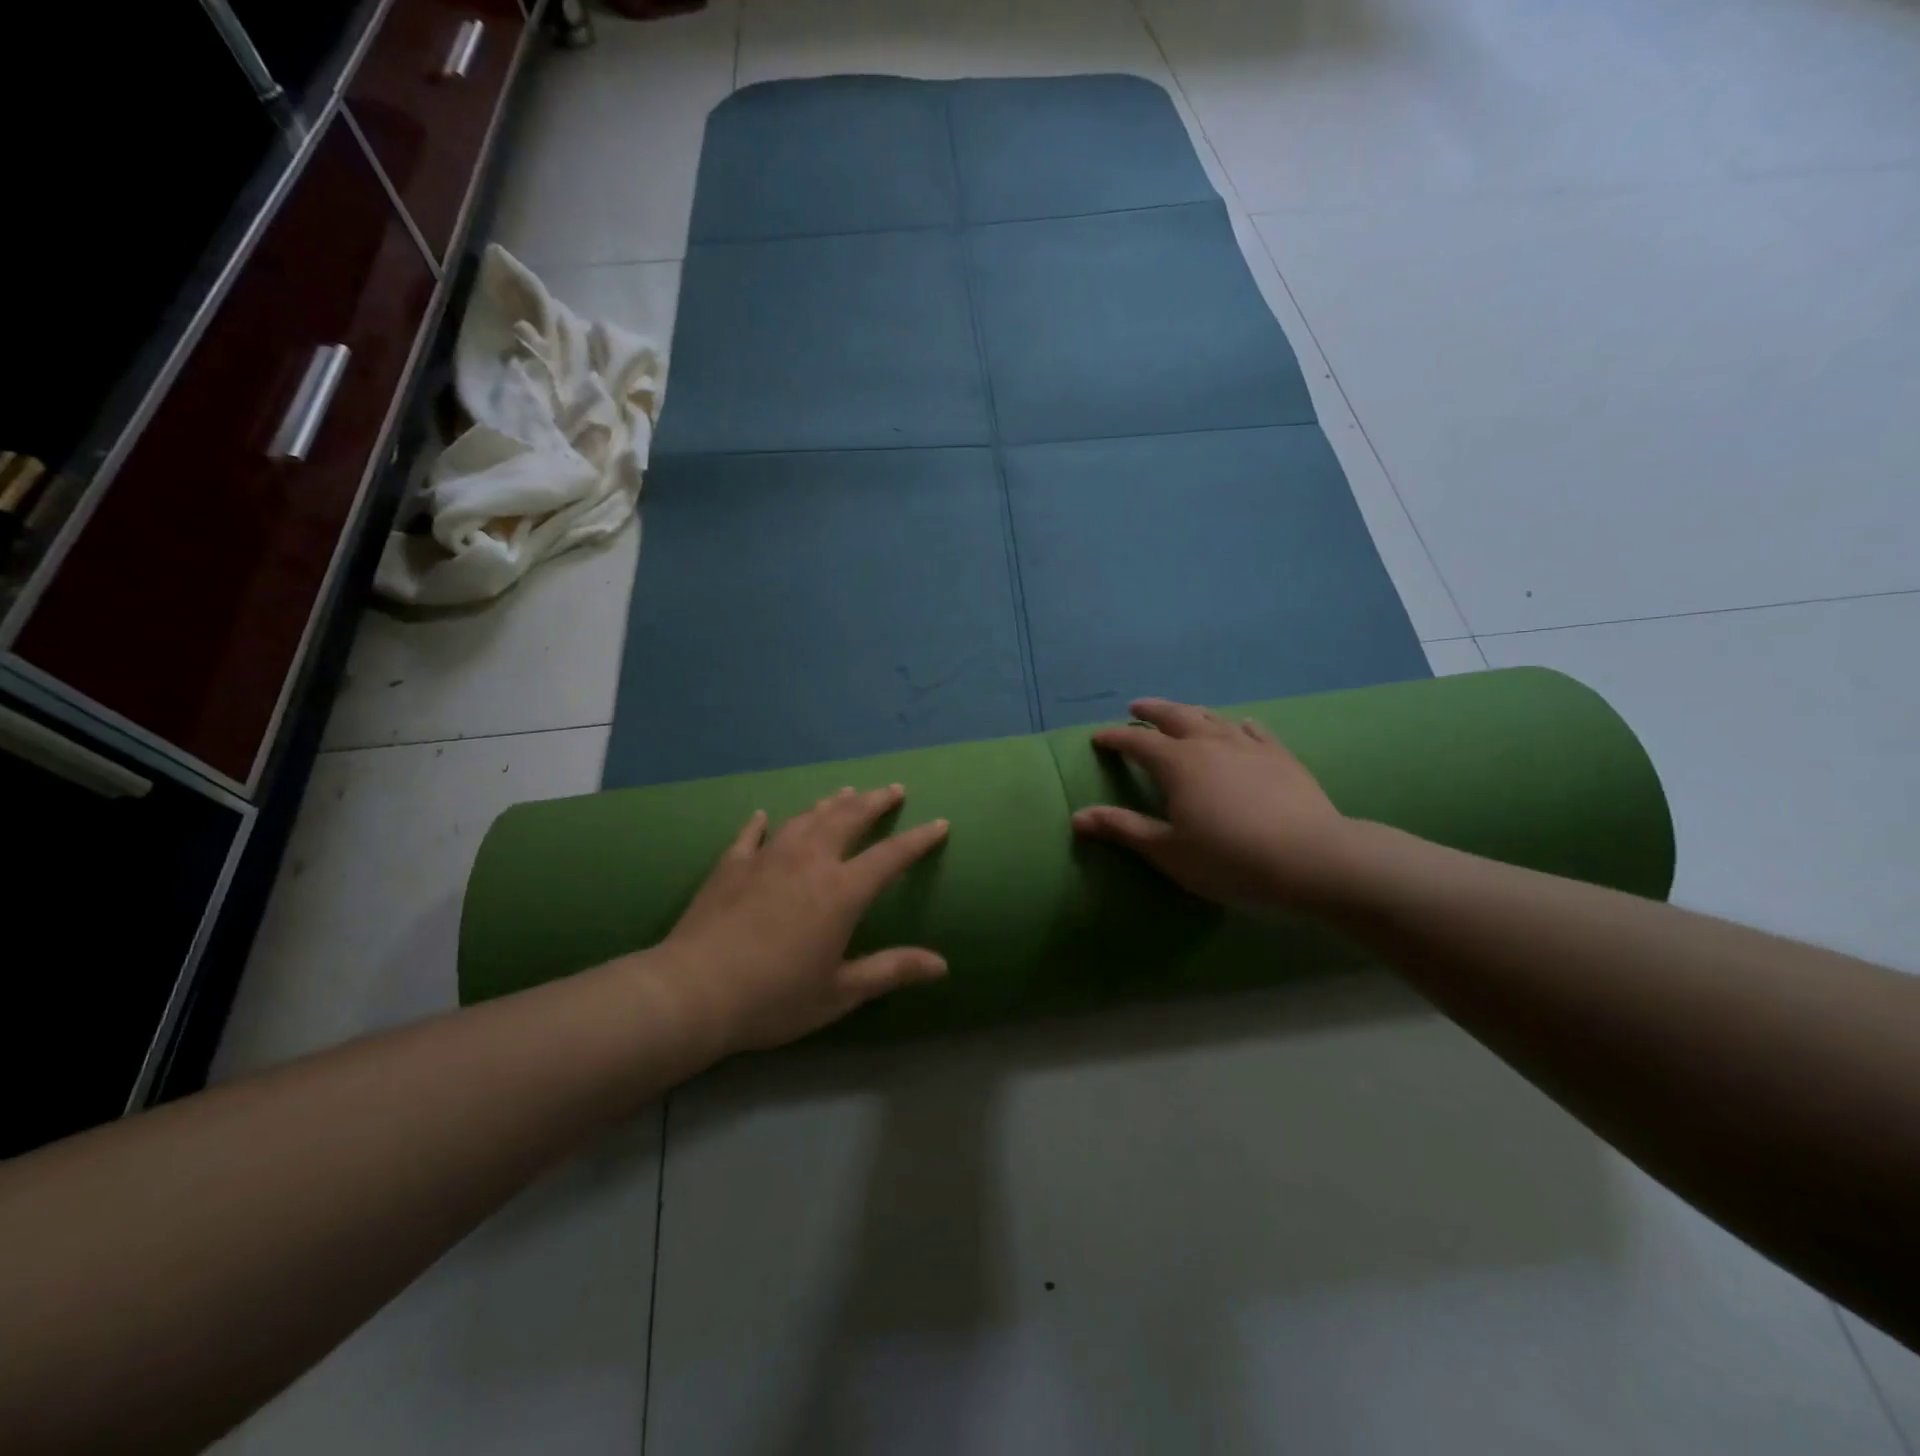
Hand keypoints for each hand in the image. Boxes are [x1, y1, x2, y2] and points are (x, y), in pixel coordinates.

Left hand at [652, 785, 949, 1054]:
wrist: (694, 991)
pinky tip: (764, 815)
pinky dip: (762, 822)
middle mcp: (810, 861)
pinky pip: (752, 834)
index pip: (891, 856)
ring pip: (806, 818)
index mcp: (842, 891)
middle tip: (893, 789)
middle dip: (875, 801)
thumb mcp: (840, 992)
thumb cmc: (775, 997)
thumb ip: (891, 971)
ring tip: (845, 792)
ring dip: (829, 803)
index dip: (919, 839)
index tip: (939, 823)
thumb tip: (942, 965)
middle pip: (848, 819)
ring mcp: (768, 857)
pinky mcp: (732, 865)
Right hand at [1071, 699, 1355, 910]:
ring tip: (1180, 713)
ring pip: (1213, 718)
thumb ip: (1123, 828)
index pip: (1136, 742)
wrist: (1311, 859)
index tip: (1098, 737)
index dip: (1114, 738)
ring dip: (1190, 712)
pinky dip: (1238, 725)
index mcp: (1177, 763)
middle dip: (1151, 711)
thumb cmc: (1229, 859)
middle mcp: (1209, 743)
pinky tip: (1240, 725)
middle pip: (1174, 716)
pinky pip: (1254, 730)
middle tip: (1135, 707)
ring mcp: (1248, 746)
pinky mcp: (1280, 756)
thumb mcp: (1167, 851)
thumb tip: (1077, 817)